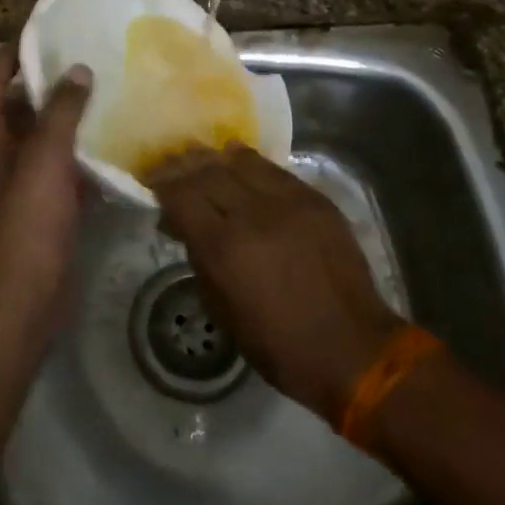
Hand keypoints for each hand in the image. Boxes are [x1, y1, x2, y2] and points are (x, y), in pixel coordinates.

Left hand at [0, 45, 92, 328]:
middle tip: (88, 62)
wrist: (22, 301)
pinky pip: (61, 173)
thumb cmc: (26, 220)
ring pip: (43, 141)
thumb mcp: (44, 157)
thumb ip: (61, 111)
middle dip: (48, 85)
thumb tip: (78, 70)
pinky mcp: (40, 211)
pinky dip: (81, 160)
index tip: (44, 33)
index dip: (10, 54)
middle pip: (17, 108)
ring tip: (107, 96)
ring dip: (68, 121)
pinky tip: (114, 148)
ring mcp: (17, 186)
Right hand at [147, 145, 403, 423]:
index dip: (162, 184)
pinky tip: (240, 160)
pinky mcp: (315, 199)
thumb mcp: (223, 312)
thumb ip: (200, 260)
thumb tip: (184, 227)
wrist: (352, 348)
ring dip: (216, 158)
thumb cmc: (279, 345)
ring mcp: (288, 202)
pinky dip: (251, 163)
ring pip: (241, 162)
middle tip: (170, 162)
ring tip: (203, 157)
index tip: (152, 180)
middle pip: (208, 172)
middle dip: (183, 165)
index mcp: (225, 248)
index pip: (182, 195)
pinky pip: (274, 170)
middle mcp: (253, 214)